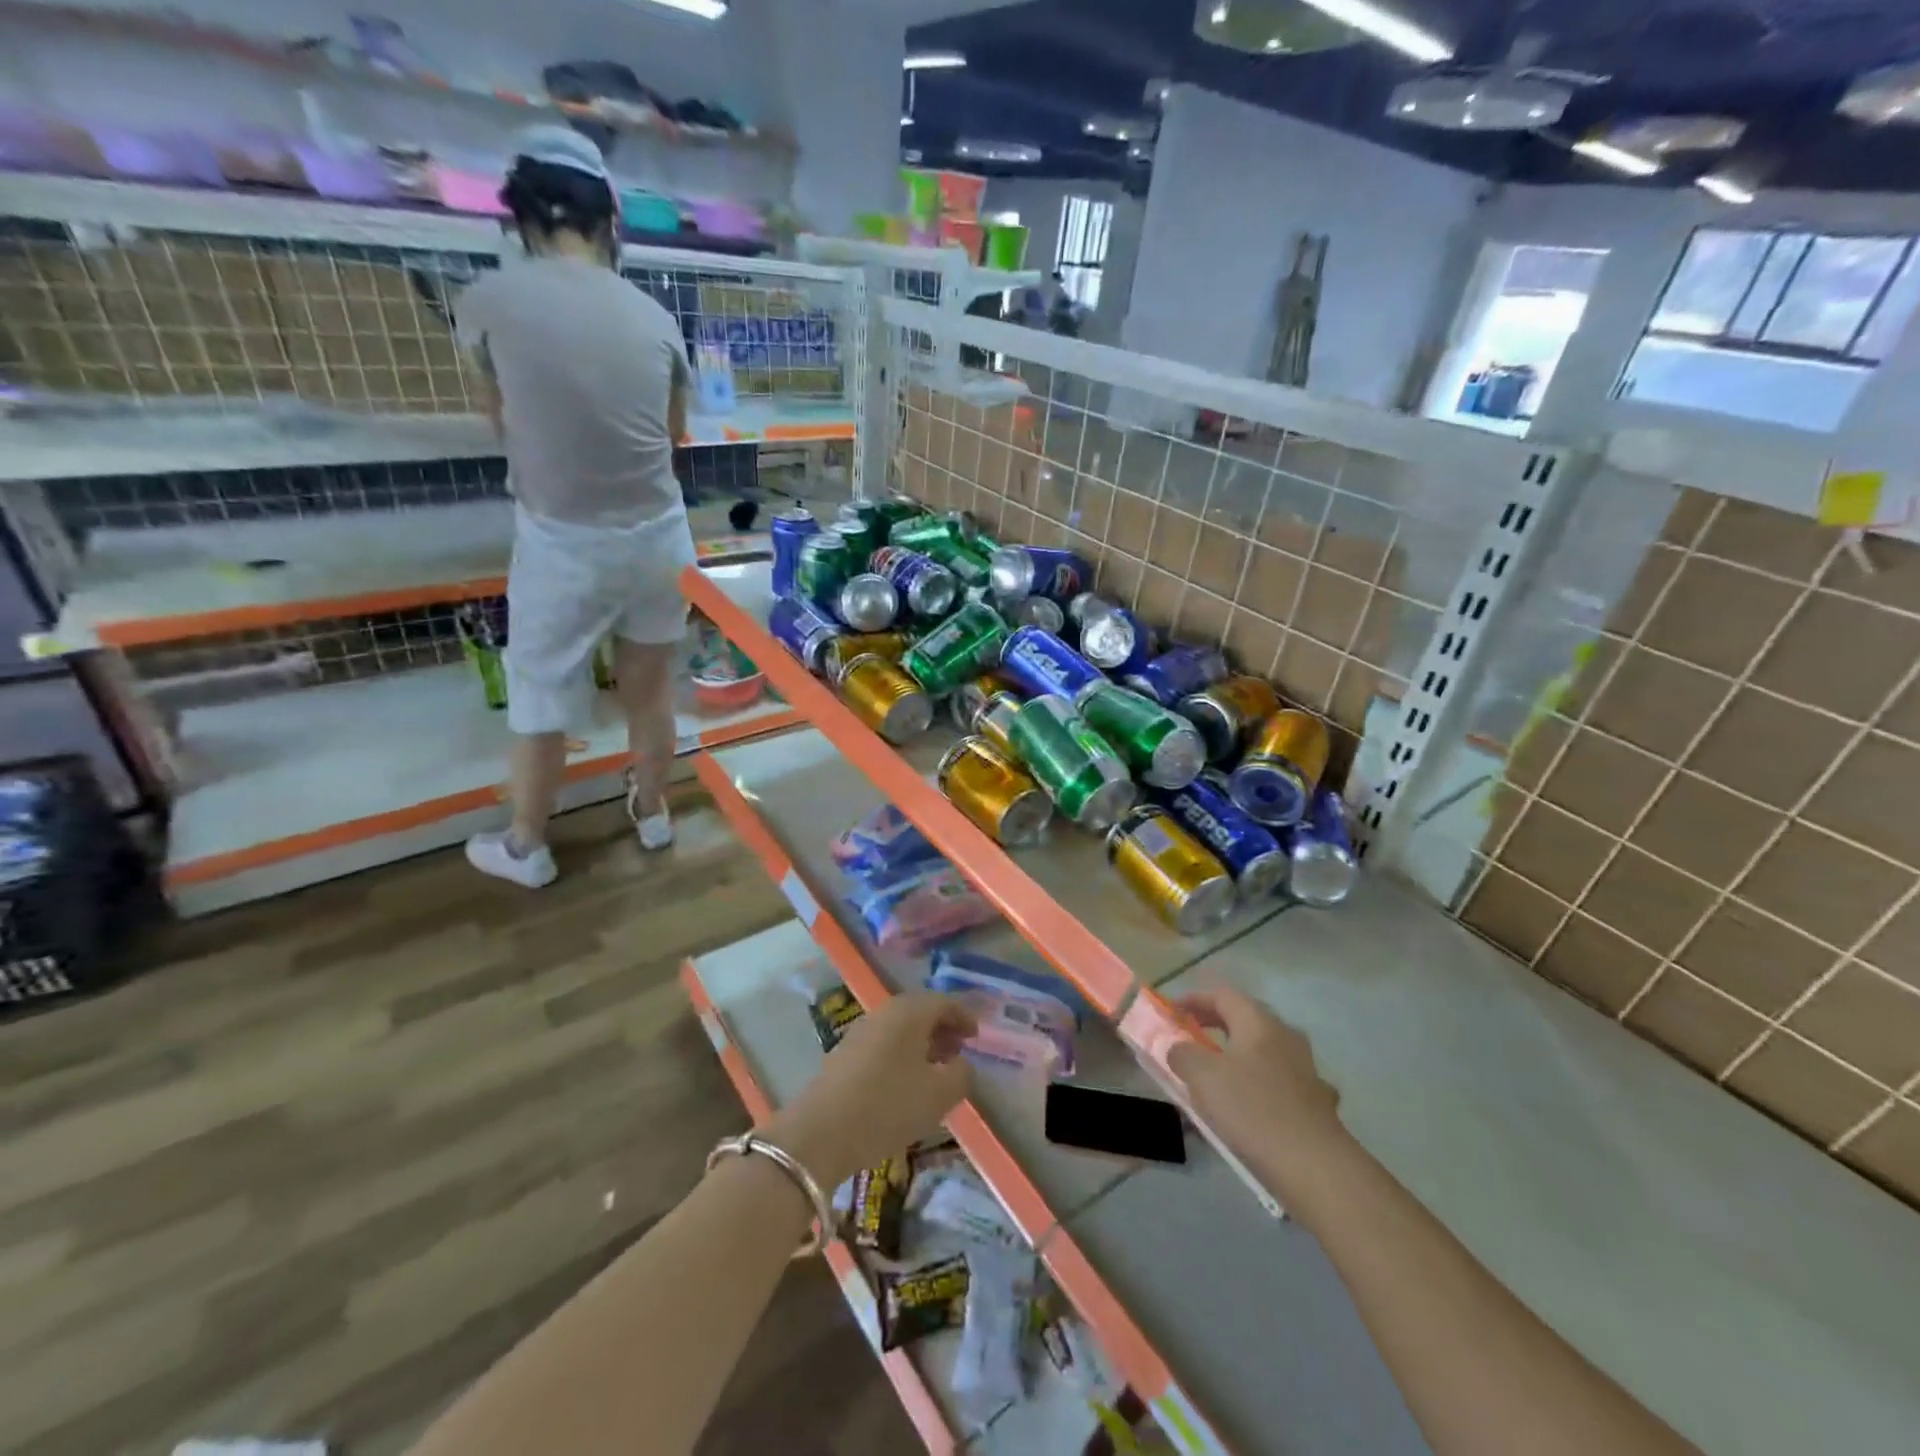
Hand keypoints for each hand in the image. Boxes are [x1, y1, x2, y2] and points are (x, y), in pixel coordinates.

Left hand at [769, 992, 975, 1189]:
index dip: (964, 1017)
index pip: (944, 1002)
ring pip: (900, 1028)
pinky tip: (905, 1082)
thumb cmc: (888, 1106)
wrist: (821, 1132)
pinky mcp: (845, 1053)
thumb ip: (961, 1074)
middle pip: (920, 1011)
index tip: (976, 1037)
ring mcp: (861, 1030)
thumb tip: (962, 1063)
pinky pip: (884, 1043)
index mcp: (910, 1011)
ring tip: (935, 1070)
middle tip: (959, 1052)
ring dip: (921, 1043)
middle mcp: (885, 1012)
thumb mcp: (939, 1095)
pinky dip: (901, 1054)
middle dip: (942, 1028)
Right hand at [1166, 989, 1353, 1204]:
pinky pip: (1279, 1083)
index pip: (1223, 995)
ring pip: (1264, 1052)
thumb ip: (1183, 1054)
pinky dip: (1259, 1086)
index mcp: (1259, 1023)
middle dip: (1215, 1025)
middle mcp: (1286, 1038)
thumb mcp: (1203, 1076)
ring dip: (1238, 1057)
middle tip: (1190, 1037)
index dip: (1195, 999)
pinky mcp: (1317, 1103)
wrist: (1316, 1167)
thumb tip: (1179, 1049)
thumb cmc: (1253, 1109)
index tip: (1173, 1012)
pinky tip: (1250, 1108)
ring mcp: (1306, 1071)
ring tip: (1217, 1076)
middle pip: (1246, 1020)